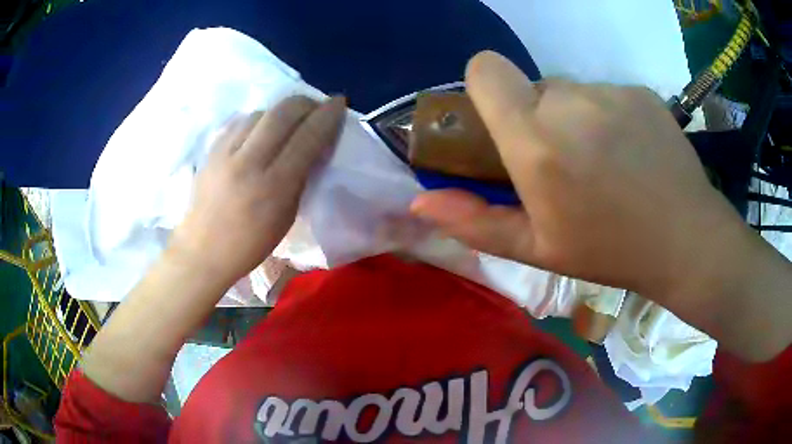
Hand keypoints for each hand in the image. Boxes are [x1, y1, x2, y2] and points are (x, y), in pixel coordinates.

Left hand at [170, 96, 345, 285]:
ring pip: (261, 112)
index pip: (308, 136)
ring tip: (289, 121)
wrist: (202, 252)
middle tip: (315, 107)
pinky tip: (261, 130)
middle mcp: (249, 161)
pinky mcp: (211, 150)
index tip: (339, 103)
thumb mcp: (286, 217)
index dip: (328, 115)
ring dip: (281, 111)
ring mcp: (226, 152)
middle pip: (283, 111)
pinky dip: (258, 120)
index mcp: (274, 186)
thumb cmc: (249, 245)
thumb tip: (312, 147)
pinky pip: (240, 122)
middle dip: (306, 102)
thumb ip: (300, 178)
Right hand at [411, 51, 743, 300]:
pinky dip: (608, 116)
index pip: (486, 69)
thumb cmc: (609, 251)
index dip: (484, 87)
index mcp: (536, 141)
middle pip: (531, 87)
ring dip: (574, 118)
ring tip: (603, 161)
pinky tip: (632, 151)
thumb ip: (474, 222)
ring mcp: (611, 92)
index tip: (500, 121)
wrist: (686, 240)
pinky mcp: (640, 91)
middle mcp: (570, 102)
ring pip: (571, 91)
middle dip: (536, 117)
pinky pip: (606, 93)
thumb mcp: (537, 249)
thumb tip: (419, 200)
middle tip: (564, 162)